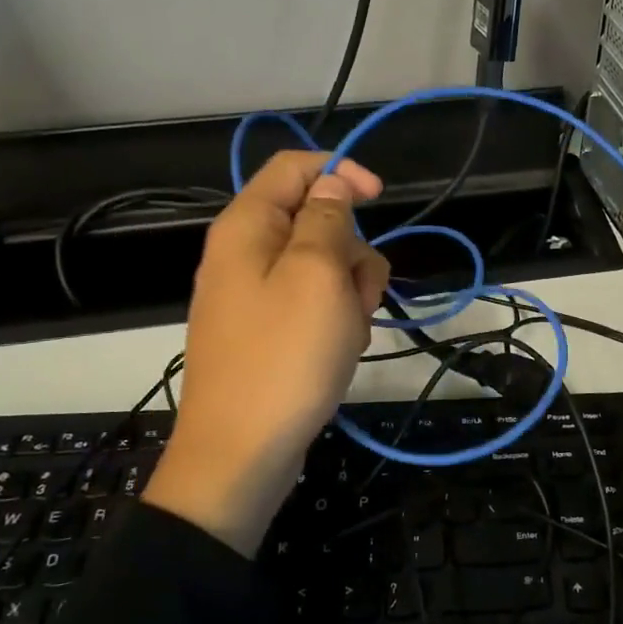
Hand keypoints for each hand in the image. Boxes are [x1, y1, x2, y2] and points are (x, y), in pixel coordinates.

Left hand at [143, 151, 388, 553]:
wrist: (241, 455)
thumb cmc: (284, 357)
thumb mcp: (317, 275)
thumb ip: (327, 219)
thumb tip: (331, 184)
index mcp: (246, 227)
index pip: (294, 168)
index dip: (341, 172)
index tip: (381, 198)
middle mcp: (244, 253)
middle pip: (315, 220)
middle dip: (351, 251)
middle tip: (359, 292)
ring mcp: (254, 295)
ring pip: (322, 266)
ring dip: (349, 291)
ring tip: (347, 333)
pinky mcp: (267, 331)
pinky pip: (312, 304)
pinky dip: (335, 319)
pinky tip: (338, 351)